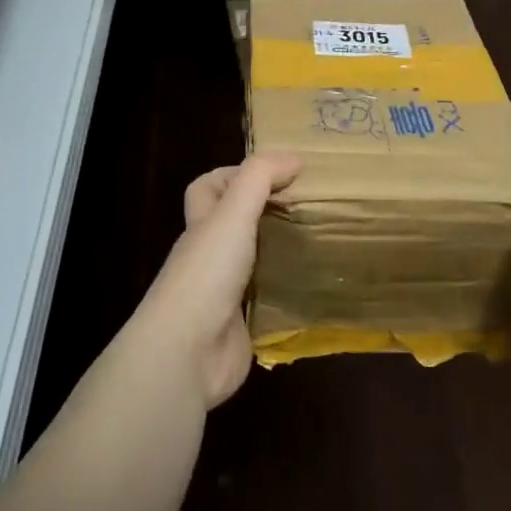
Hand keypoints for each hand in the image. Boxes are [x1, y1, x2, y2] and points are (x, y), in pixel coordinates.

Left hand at [131, 152, 301, 409]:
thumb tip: (293, 158)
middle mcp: (209, 257)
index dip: (235, 174)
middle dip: (266, 214)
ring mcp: (223, 294)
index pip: (207, 188)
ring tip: (322, 242)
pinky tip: (318, 288)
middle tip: (309, 208)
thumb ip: (259, 179)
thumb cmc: (207, 273)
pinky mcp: (241, 327)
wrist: (188, 352)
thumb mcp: (233, 213)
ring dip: (281, 253)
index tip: (279, 174)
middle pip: (232, 225)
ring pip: (253, 263)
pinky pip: (268, 302)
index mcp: (202, 227)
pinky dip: (288, 294)